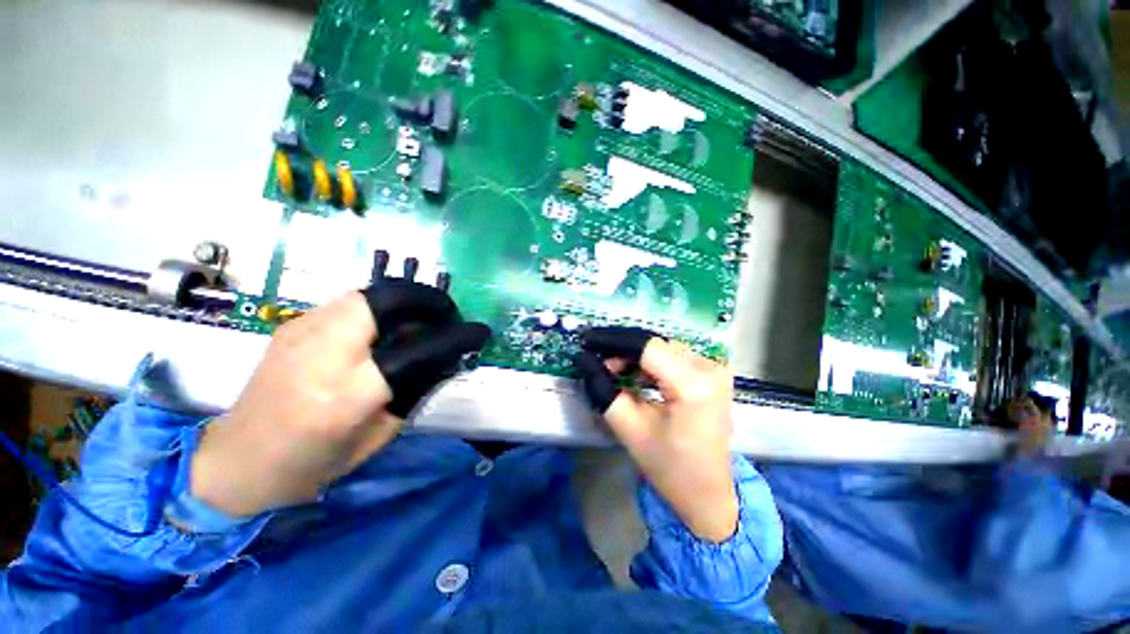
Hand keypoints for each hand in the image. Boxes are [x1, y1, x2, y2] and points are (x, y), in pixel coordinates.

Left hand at [191, 280, 490, 516]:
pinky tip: (387, 326)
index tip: (479, 332)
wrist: (235, 461)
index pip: (418, 348)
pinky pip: (350, 301)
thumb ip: (415, 390)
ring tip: (423, 319)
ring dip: (407, 301)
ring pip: (369, 293)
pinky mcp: (292, 324)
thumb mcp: (378, 437)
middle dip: (429, 300)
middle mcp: (322, 352)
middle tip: (448, 316)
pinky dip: (381, 307)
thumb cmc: (311, 463)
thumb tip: (447, 357)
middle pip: (388, 299)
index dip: (456, 335)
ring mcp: (301, 331)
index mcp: (347, 394)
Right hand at [574, 327, 738, 541]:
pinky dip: (650, 362)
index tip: (587, 341)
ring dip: (635, 355)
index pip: (646, 346)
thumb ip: (604, 390)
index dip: (613, 340)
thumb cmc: (670, 468)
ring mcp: (715, 369)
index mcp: (693, 385)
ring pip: (662, 347)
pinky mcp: (712, 373)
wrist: (709, 492)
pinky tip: (636, 375)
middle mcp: (710, 368)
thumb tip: (585, 359)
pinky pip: (673, 356)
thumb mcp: (630, 429)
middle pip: (654, 344)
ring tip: (614, 371)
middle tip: (599, 363)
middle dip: (622, 349)